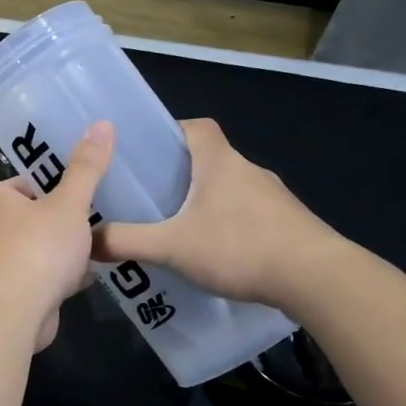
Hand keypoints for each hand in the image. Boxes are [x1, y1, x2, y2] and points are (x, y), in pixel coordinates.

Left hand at [0, 120, 114, 350]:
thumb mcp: (69, 203)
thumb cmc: (39, 247)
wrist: (17, 310)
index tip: (85, 195)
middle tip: (96, 222)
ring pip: (40, 246)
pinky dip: (61, 275)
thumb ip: (87, 168)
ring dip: (65, 251)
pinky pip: (41, 274)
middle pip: (36, 216)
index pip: (29, 183)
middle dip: (65, 222)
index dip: (59, 188)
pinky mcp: (10, 290)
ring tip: (96, 248)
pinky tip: (86, 277)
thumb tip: (104, 123)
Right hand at [93, 118, 338, 307]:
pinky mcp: (288, 224)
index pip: (196, 126)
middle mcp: (248, 170)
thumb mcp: (171, 246)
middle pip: (209, 158)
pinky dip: (228, 224)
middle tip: (149, 196)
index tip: (147, 152)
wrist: (319, 279)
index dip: (171, 132)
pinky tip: (214, 253)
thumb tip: (86, 240)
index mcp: (220, 162)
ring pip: (229, 188)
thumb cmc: (241, 246)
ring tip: (176, 228)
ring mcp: (273, 198)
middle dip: (179, 173)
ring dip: (205, 201)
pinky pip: (248, 214)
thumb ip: (126, 241)